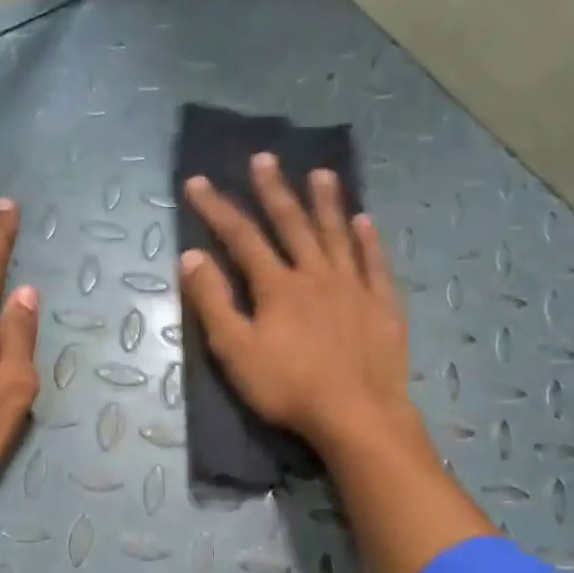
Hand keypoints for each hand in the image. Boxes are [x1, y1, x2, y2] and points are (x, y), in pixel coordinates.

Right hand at [179, 152, 415, 454]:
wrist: (357, 414)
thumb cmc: (288, 388)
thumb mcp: (236, 351)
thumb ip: (213, 302)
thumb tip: (190, 256)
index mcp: (277, 286)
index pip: (242, 237)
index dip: (217, 209)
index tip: (197, 182)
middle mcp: (316, 274)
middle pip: (291, 224)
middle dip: (274, 191)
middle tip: (264, 158)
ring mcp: (354, 287)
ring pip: (337, 234)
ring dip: (327, 202)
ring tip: (321, 174)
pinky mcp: (382, 305)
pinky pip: (375, 263)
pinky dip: (368, 240)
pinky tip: (366, 221)